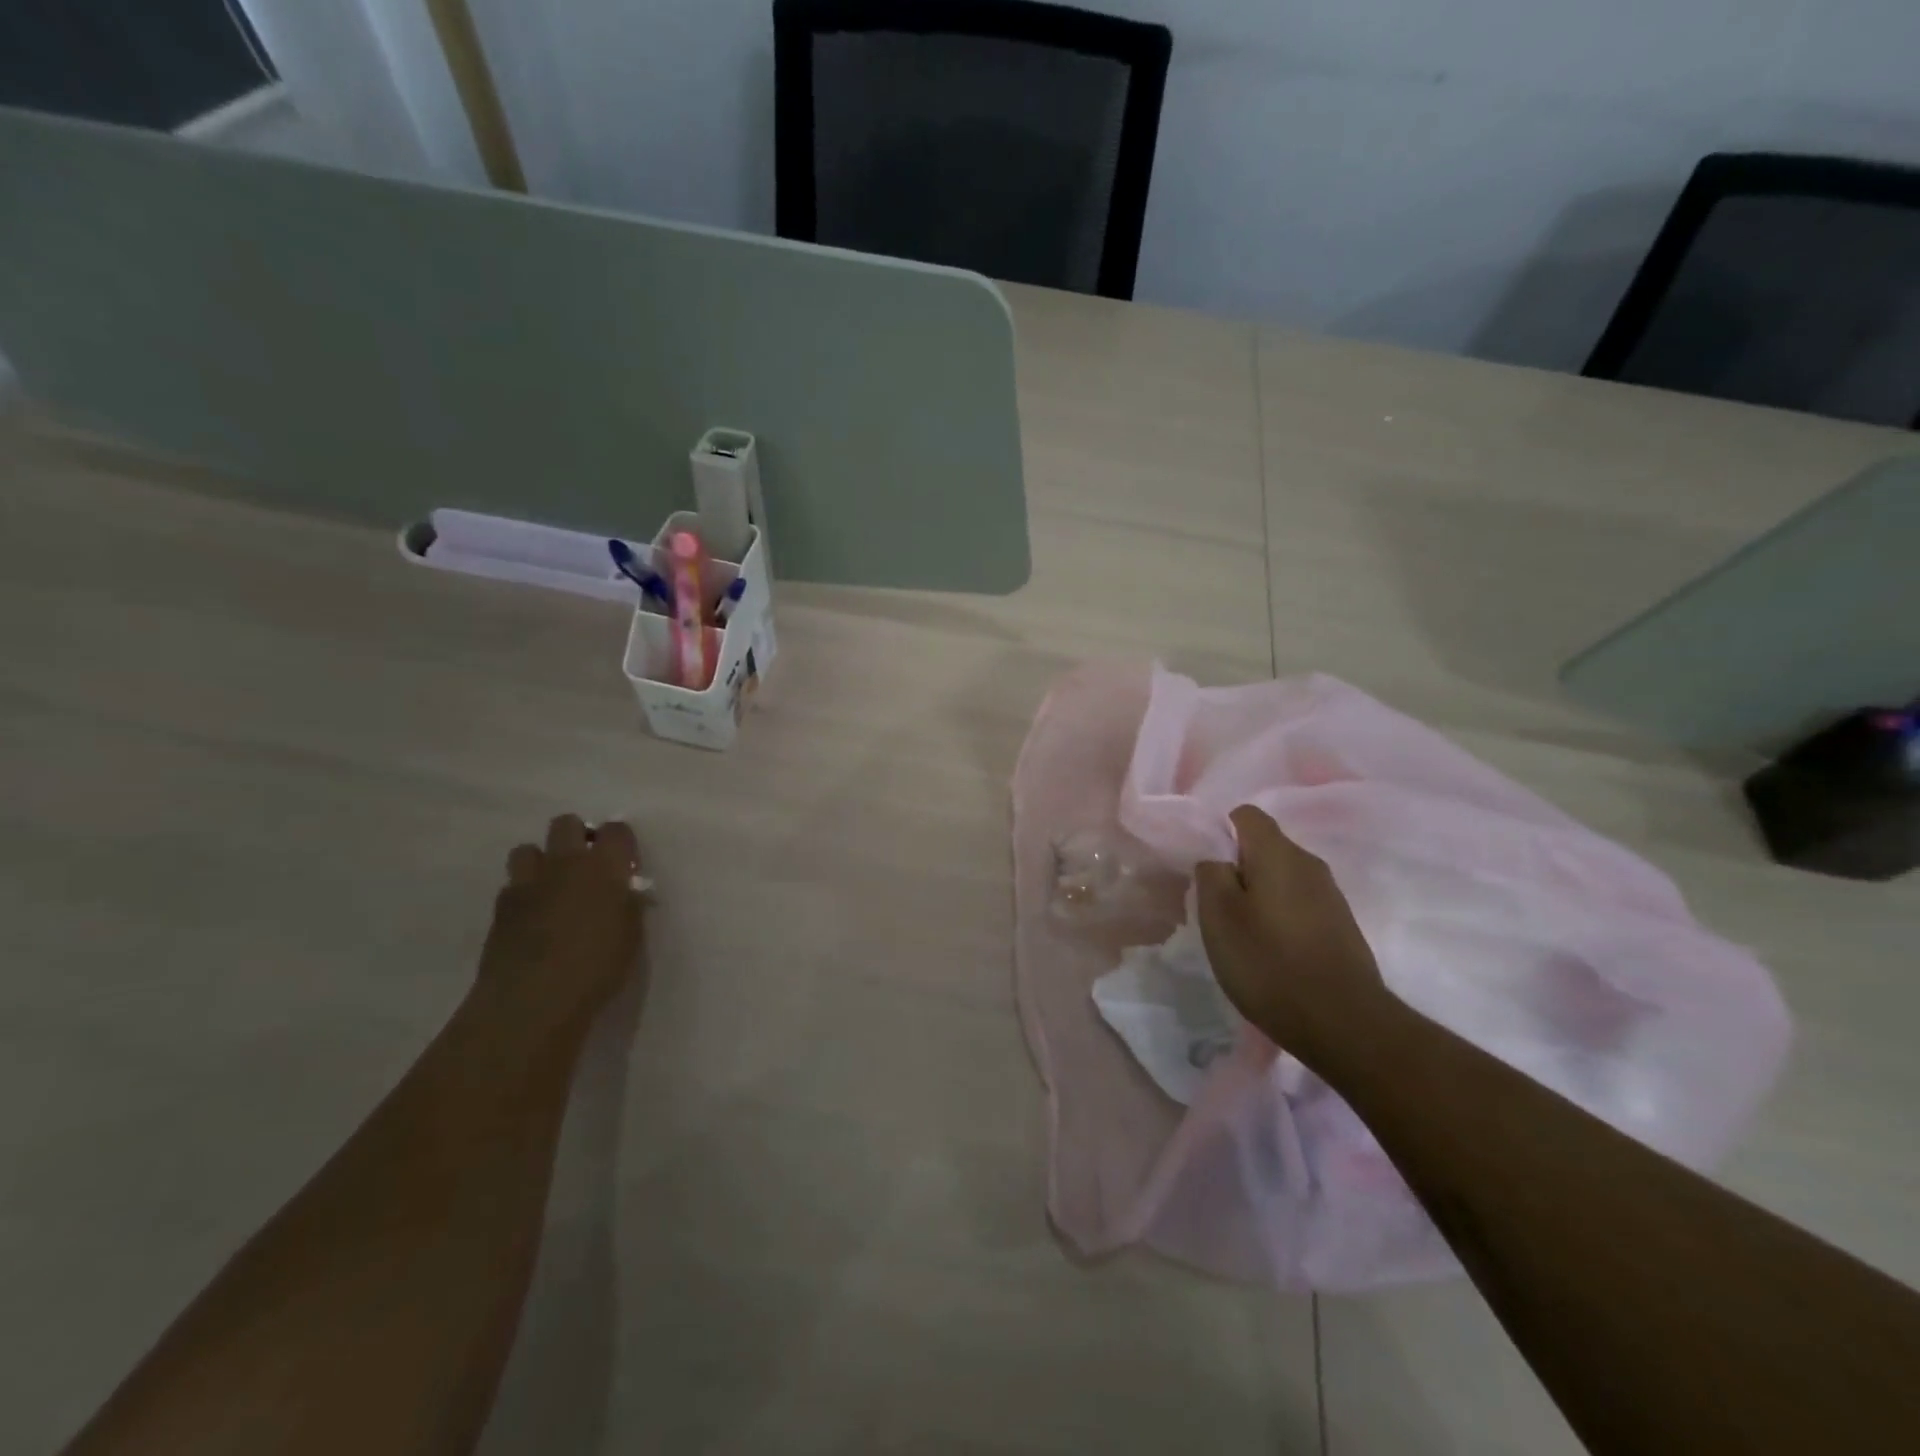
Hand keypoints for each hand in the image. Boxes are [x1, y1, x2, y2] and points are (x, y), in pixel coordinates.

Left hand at [473, 815, 646, 1049]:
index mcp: (605, 866)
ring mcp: (528, 882)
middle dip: (576, 838)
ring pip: (528, 849)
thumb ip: (629, 904)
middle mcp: (565, 863)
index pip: (616, 830)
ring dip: (541, 862)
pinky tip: (531, 917)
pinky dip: (523, 893)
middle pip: (566, 824)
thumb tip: (626, 892)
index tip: (625, 861)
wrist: (533, 999)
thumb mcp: (631, 935)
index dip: (621, 841)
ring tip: (552, 887)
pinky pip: (512, 885)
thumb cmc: (597, 967)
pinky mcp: (500, 907)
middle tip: (586, 867)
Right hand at [1195, 805, 1390, 1068]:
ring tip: (1243, 935)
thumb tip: (1217, 861)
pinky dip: (1281, 919)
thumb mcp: (1219, 916)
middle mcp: (1310, 864)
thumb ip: (1211, 875)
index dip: (1220, 833)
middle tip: (1218, 908)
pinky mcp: (1341, 927)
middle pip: (1265, 848)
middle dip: (1239, 870)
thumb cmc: (1269, 962)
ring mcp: (1331, 896)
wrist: (1344, 1023)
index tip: (1208, 870)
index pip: (1246, 815)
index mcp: (1278, 853)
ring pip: (1283, 879)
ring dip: (1260, 897)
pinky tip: (1272, 953)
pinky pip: (1300, 906)